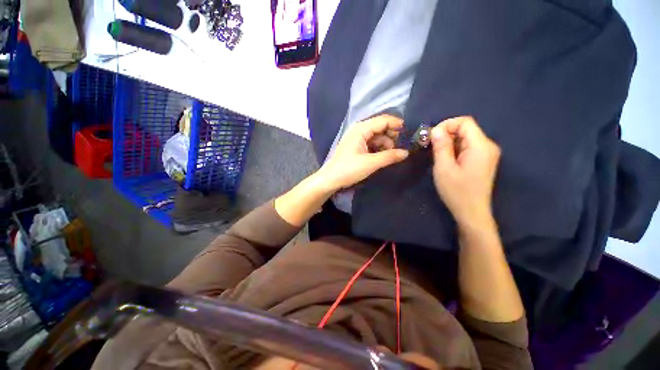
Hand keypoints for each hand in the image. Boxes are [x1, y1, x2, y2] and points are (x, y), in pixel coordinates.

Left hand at [318, 115, 408, 190]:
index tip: (409, 133)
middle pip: (380, 127)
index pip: (383, 120)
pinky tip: (383, 156)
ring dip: (385, 144)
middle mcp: (359, 130)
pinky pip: (371, 143)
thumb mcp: (371, 163)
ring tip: (391, 156)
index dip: (397, 125)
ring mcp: (357, 138)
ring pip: (376, 136)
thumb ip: (389, 156)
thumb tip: (406, 152)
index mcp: (361, 129)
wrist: (331, 179)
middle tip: (401, 148)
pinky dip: (378, 148)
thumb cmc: (349, 169)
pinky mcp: (356, 146)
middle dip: (391, 136)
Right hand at [431, 116, 500, 226]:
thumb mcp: (444, 168)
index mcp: (481, 146)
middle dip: (446, 134)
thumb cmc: (457, 191)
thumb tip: (436, 129)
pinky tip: (446, 160)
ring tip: (437, 155)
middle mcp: (488, 146)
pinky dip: (455, 149)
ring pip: (466, 138)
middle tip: (431, 147)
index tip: (432, 137)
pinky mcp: (483, 160)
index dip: (447, 125)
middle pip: (466, 129)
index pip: (465, 122)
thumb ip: (441, 146)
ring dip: (449, 143)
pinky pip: (468, 147)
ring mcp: (487, 154)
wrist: (471, 212)